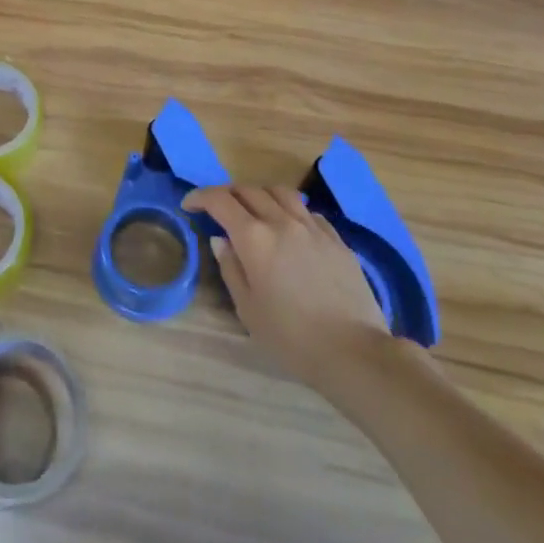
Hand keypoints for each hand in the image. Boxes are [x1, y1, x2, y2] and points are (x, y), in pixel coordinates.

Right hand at [184, 185, 387, 390]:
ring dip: (259, 194)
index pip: (220, 200)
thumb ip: (231, 268)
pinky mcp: (336, 239)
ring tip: (254, 210)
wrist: (354, 351)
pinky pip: (307, 211)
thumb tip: (221, 241)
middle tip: (218, 209)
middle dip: (227, 194)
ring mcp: (312, 227)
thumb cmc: (292, 337)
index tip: (189, 205)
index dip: (200, 196)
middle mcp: (282, 222)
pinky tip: (290, 229)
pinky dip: (289, 210)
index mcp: (254, 238)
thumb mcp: (248, 309)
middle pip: (248, 190)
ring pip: (280, 192)